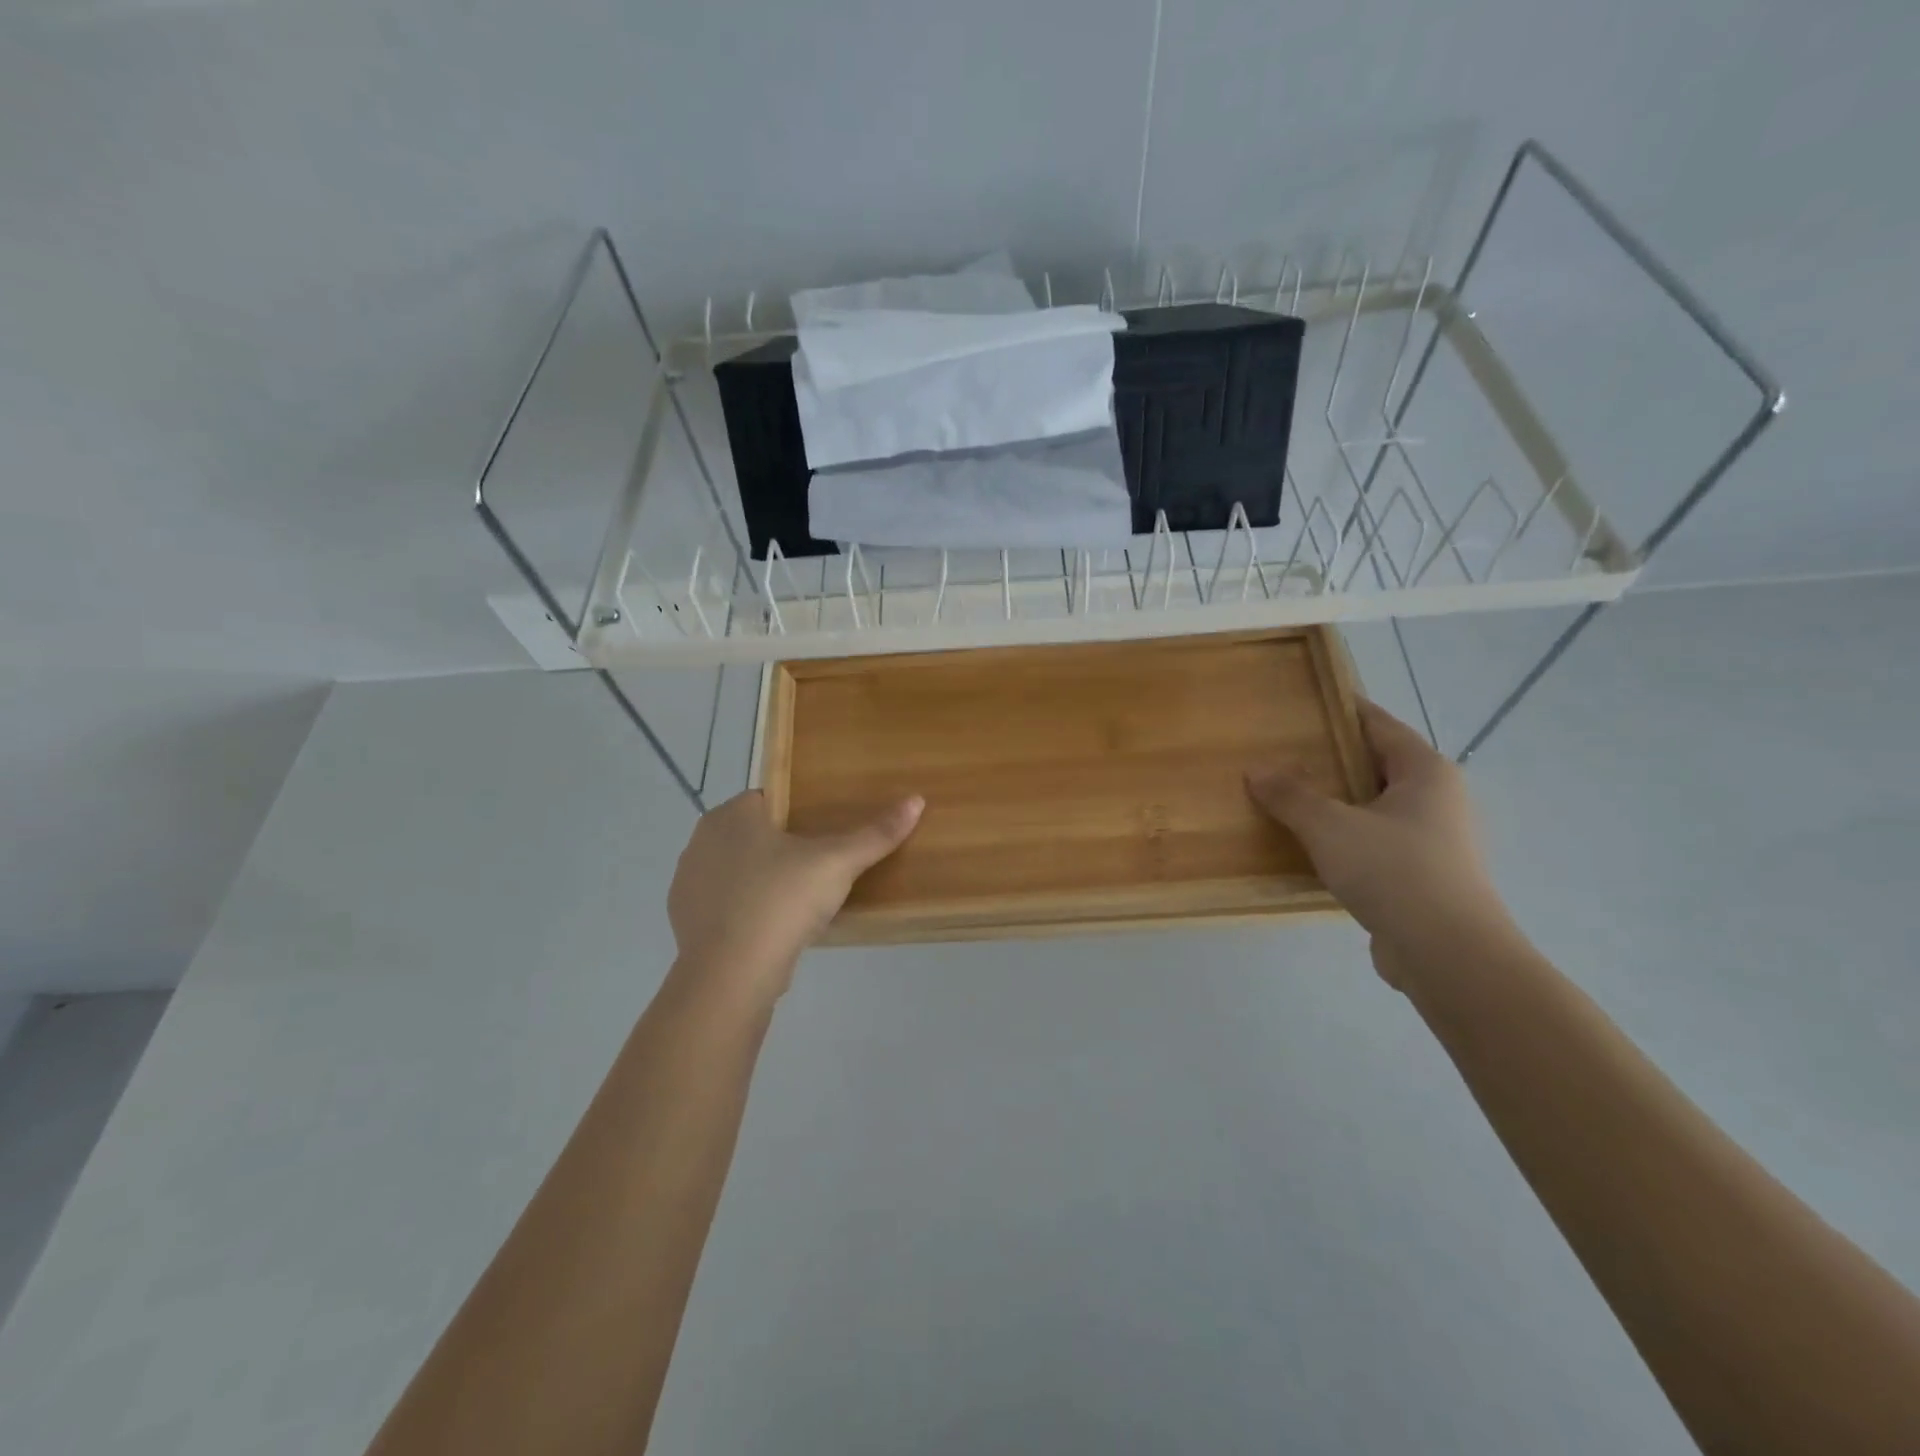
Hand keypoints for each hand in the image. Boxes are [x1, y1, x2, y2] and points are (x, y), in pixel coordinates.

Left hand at [667, 790, 922, 1005]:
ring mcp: (687, 883)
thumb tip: (916, 800)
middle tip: (821, 869)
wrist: (731, 975)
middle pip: (753, 835)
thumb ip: (875, 833)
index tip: (826, 835)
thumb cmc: (782, 900)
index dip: (799, 814)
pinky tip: (772, 930)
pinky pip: (724, 906)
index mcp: (732, 814)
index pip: (770, 800)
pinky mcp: (685, 921)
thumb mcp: (838, 863)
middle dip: (782, 848)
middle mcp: (701, 840)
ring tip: (799, 902)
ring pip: (736, 871)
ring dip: (762, 881)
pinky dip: (745, 912)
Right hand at [1247, 701, 1511, 984]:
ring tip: (1291, 799)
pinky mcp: (1426, 877)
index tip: (1306, 704)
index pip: (1380, 725)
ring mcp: (1436, 840)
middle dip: (1333, 759)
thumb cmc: (1393, 871)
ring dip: (1339, 803)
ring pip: (1377, 807)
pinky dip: (1348, 838)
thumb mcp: (1329, 826)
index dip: (1343, 711)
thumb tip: (1256, 770)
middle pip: (1378, 765)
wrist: (1448, 954)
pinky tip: (1314, 848)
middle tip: (1284, 754)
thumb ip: (1290, 795)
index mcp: (1425, 772)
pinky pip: (1378, 842)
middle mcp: (1439, 799)